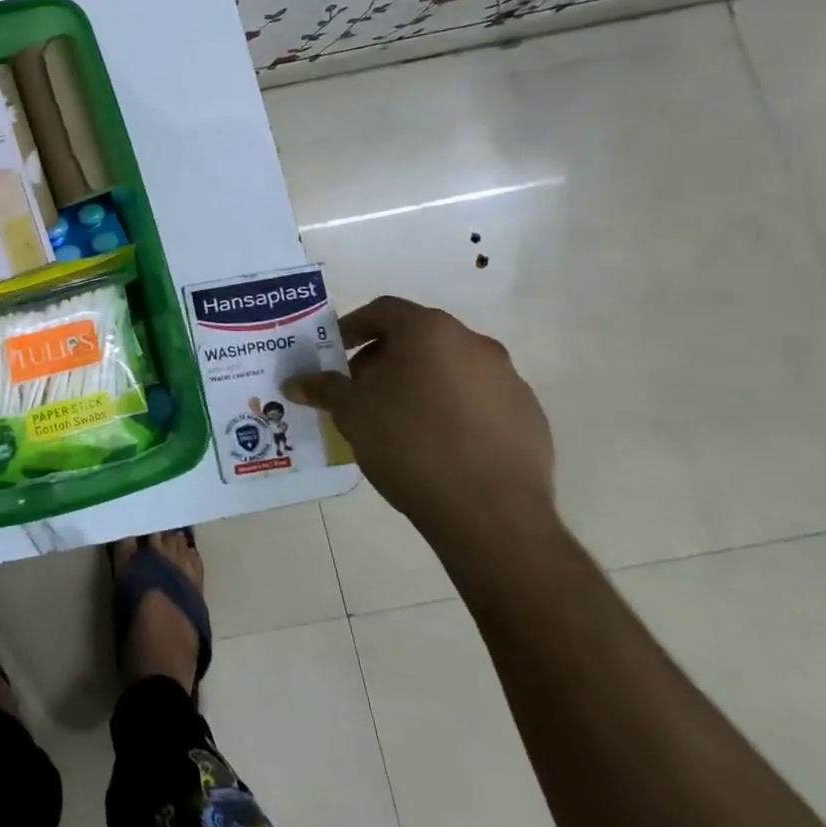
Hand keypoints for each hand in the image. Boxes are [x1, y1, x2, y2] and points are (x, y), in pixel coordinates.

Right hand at [286, 296, 556, 556]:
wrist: (492, 515)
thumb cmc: (410, 446)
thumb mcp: (352, 414)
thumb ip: (324, 388)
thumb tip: (295, 382)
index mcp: (430, 332)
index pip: (383, 310)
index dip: (353, 327)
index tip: (335, 352)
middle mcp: (474, 344)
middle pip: (418, 338)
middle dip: (385, 358)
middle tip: (361, 389)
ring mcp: (509, 380)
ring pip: (451, 368)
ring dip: (421, 382)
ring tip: (397, 419)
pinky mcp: (530, 417)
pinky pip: (480, 399)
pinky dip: (454, 408)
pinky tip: (438, 444)